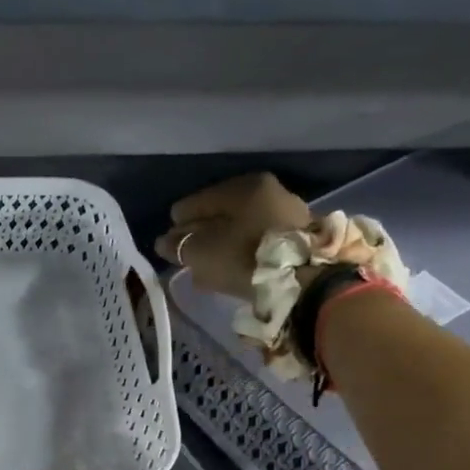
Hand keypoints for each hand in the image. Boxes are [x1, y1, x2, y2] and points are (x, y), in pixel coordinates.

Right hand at [155, 173, 311, 299]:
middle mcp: (268, 191)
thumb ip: (179, 245)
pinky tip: (229, 270)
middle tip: (186, 256)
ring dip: (220, 246)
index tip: (169, 244)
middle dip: (201, 234)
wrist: (304, 283)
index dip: (178, 224)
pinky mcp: (298, 239)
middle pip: (220, 214)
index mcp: (243, 186)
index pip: (196, 202)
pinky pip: (257, 242)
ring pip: (239, 229)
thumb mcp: (202, 253)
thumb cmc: (246, 258)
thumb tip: (164, 242)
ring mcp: (287, 214)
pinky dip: (240, 253)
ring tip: (205, 268)